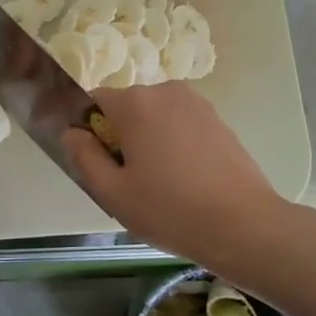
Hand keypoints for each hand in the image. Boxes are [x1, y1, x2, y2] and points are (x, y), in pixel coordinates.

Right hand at [63, 82, 287, 267]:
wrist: (243, 224)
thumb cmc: (170, 209)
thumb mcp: (113, 192)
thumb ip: (84, 157)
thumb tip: (73, 133)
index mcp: (134, 103)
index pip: (94, 101)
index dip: (89, 131)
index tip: (99, 164)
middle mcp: (166, 91)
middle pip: (127, 108)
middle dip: (121, 136)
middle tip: (128, 182)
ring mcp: (197, 104)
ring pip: (156, 118)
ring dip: (149, 141)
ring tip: (160, 184)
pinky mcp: (219, 121)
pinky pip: (181, 126)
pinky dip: (175, 145)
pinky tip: (186, 181)